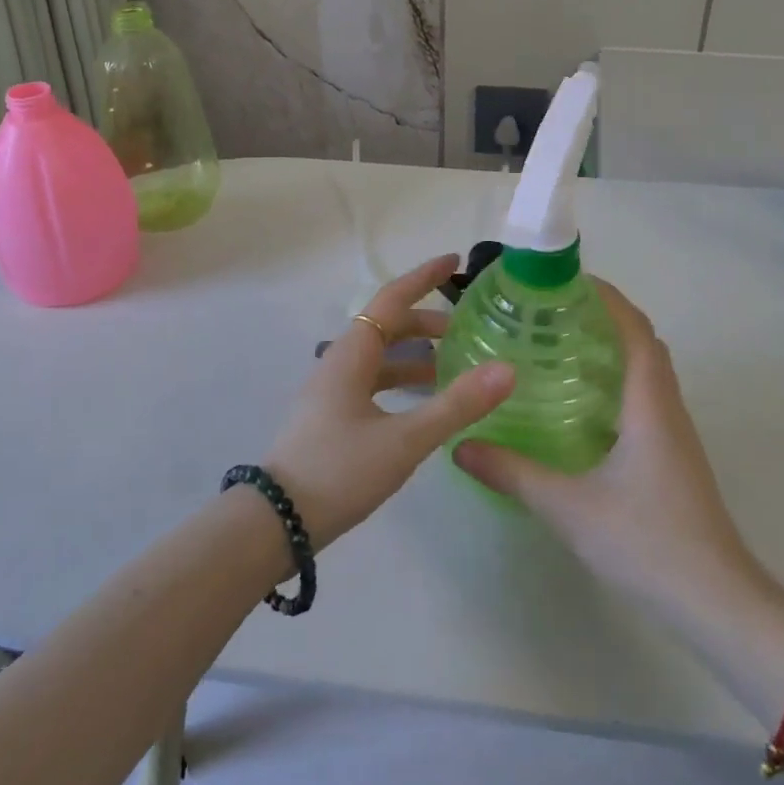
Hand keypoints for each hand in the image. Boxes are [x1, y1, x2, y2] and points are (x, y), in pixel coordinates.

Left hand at [263, 254, 513, 547]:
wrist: (276, 523)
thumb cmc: (340, 470)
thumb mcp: (405, 440)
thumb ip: (457, 405)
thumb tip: (507, 369)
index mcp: (352, 354)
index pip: (392, 300)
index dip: (425, 278)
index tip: (455, 262)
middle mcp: (340, 363)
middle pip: (387, 327)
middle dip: (426, 321)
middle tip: (466, 328)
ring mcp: (332, 391)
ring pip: (380, 357)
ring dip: (415, 354)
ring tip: (452, 366)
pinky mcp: (331, 416)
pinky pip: (373, 382)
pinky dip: (401, 381)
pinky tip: (422, 404)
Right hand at [453, 280, 761, 615]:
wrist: (717, 602)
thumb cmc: (647, 542)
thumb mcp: (569, 507)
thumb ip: (513, 473)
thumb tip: (462, 445)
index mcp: (649, 404)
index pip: (634, 329)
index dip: (607, 297)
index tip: (568, 280)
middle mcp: (667, 408)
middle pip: (643, 342)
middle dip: (606, 316)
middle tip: (555, 310)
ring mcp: (675, 433)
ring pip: (648, 370)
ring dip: (614, 347)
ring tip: (563, 345)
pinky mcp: (674, 456)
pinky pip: (647, 397)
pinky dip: (619, 380)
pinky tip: (583, 404)